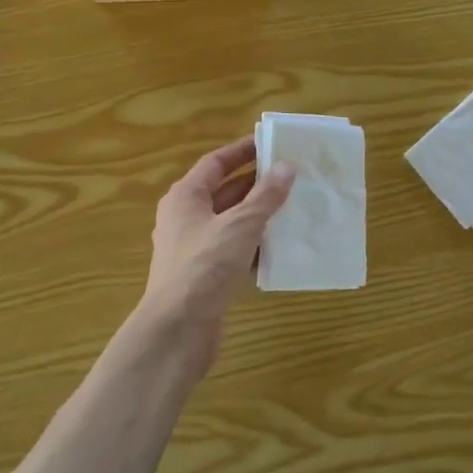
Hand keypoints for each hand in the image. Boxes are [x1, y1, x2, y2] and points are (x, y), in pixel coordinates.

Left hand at [141, 137, 294, 352]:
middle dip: (257, 184)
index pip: (215, 163)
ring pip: (231, 223)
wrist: (178, 328)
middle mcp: (186, 218)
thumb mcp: (239, 225)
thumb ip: (265, 197)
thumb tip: (287, 167)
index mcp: (185, 197)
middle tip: (292, 176)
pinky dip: (255, 247)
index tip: (270, 144)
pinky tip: (281, 248)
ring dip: (259, 216)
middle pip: (224, 192)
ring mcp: (195, 248)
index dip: (241, 151)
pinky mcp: (205, 275)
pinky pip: (233, 250)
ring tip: (294, 207)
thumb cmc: (204, 266)